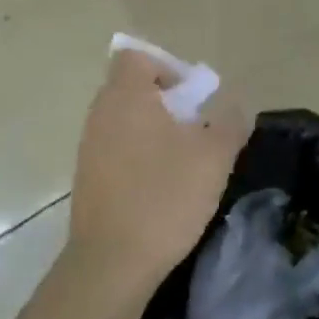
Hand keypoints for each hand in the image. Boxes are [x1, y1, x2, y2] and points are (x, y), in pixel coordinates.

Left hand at [66, 49, 249, 298]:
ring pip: (124, 122)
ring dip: (153, 131)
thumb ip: (228, 123)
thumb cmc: (165, 197)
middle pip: (131, 89)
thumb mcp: (213, 158)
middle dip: (166, 102)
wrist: (113, 261)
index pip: (136, 57)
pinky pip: (116, 150)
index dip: (166, 66)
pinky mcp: (87, 178)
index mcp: (126, 97)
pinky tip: (161, 187)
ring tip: (184, 161)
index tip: (192, 96)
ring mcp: (88, 147)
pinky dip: (139, 156)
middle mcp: (100, 114)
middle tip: (196, 129)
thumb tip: (231, 107)